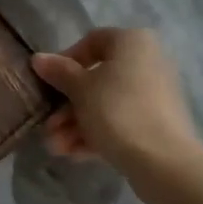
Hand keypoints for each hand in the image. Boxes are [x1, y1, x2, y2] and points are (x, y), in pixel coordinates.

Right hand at [31, 28, 202, 203]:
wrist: (164, 162)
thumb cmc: (117, 111)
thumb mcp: (80, 89)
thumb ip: (59, 72)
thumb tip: (38, 59)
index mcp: (133, 42)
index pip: (92, 41)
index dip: (65, 60)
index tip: (49, 81)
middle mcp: (148, 62)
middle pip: (97, 78)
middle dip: (68, 104)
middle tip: (48, 124)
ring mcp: (155, 95)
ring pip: (106, 104)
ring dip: (77, 124)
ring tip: (56, 147)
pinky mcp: (158, 124)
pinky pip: (121, 121)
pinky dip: (97, 133)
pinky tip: (73, 154)